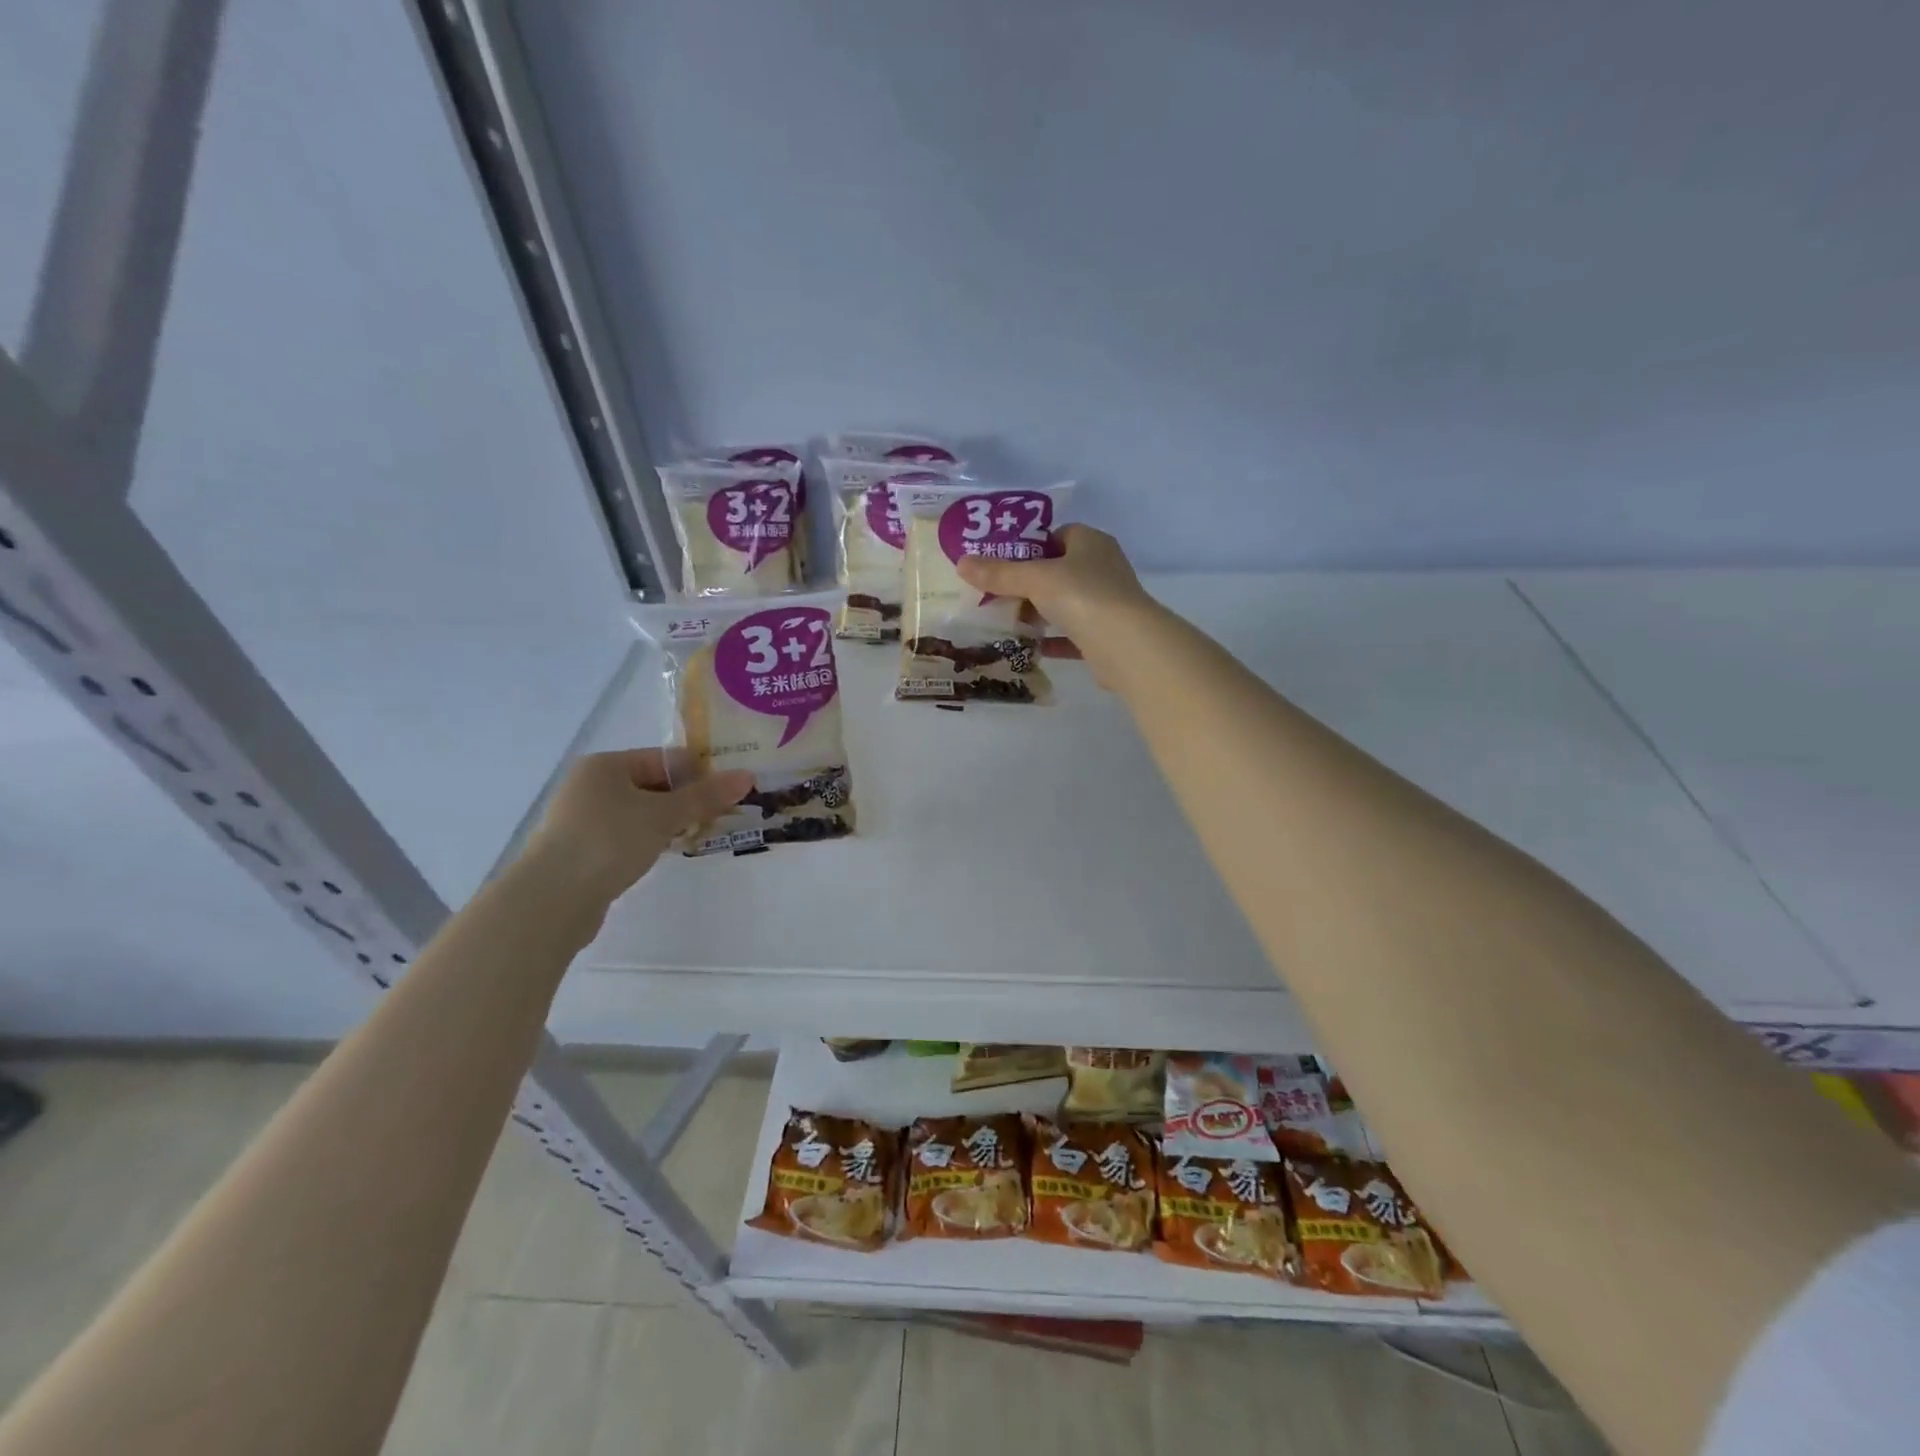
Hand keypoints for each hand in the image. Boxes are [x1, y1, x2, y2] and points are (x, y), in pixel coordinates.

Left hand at [523, 749, 751, 900]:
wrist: (552, 899)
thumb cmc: (609, 841)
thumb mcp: (664, 815)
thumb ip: (706, 796)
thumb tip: (747, 776)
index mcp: (606, 765)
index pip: (665, 759)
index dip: (699, 774)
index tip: (728, 794)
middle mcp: (591, 785)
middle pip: (653, 784)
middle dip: (687, 801)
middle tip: (720, 817)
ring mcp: (583, 818)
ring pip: (641, 812)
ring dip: (670, 822)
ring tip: (698, 837)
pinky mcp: (582, 849)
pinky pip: (626, 835)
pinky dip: (649, 840)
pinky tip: (666, 854)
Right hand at [955, 525, 1158, 687]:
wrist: (1126, 645)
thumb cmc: (1082, 596)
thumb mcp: (1034, 579)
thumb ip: (999, 574)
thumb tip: (961, 563)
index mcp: (1091, 543)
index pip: (1058, 535)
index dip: (1030, 547)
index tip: (1002, 562)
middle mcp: (1103, 568)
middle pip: (1059, 571)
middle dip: (1030, 584)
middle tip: (998, 595)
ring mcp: (1108, 603)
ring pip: (1066, 603)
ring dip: (1041, 612)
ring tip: (1009, 621)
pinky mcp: (1107, 635)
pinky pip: (1073, 634)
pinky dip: (1054, 640)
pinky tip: (1031, 647)